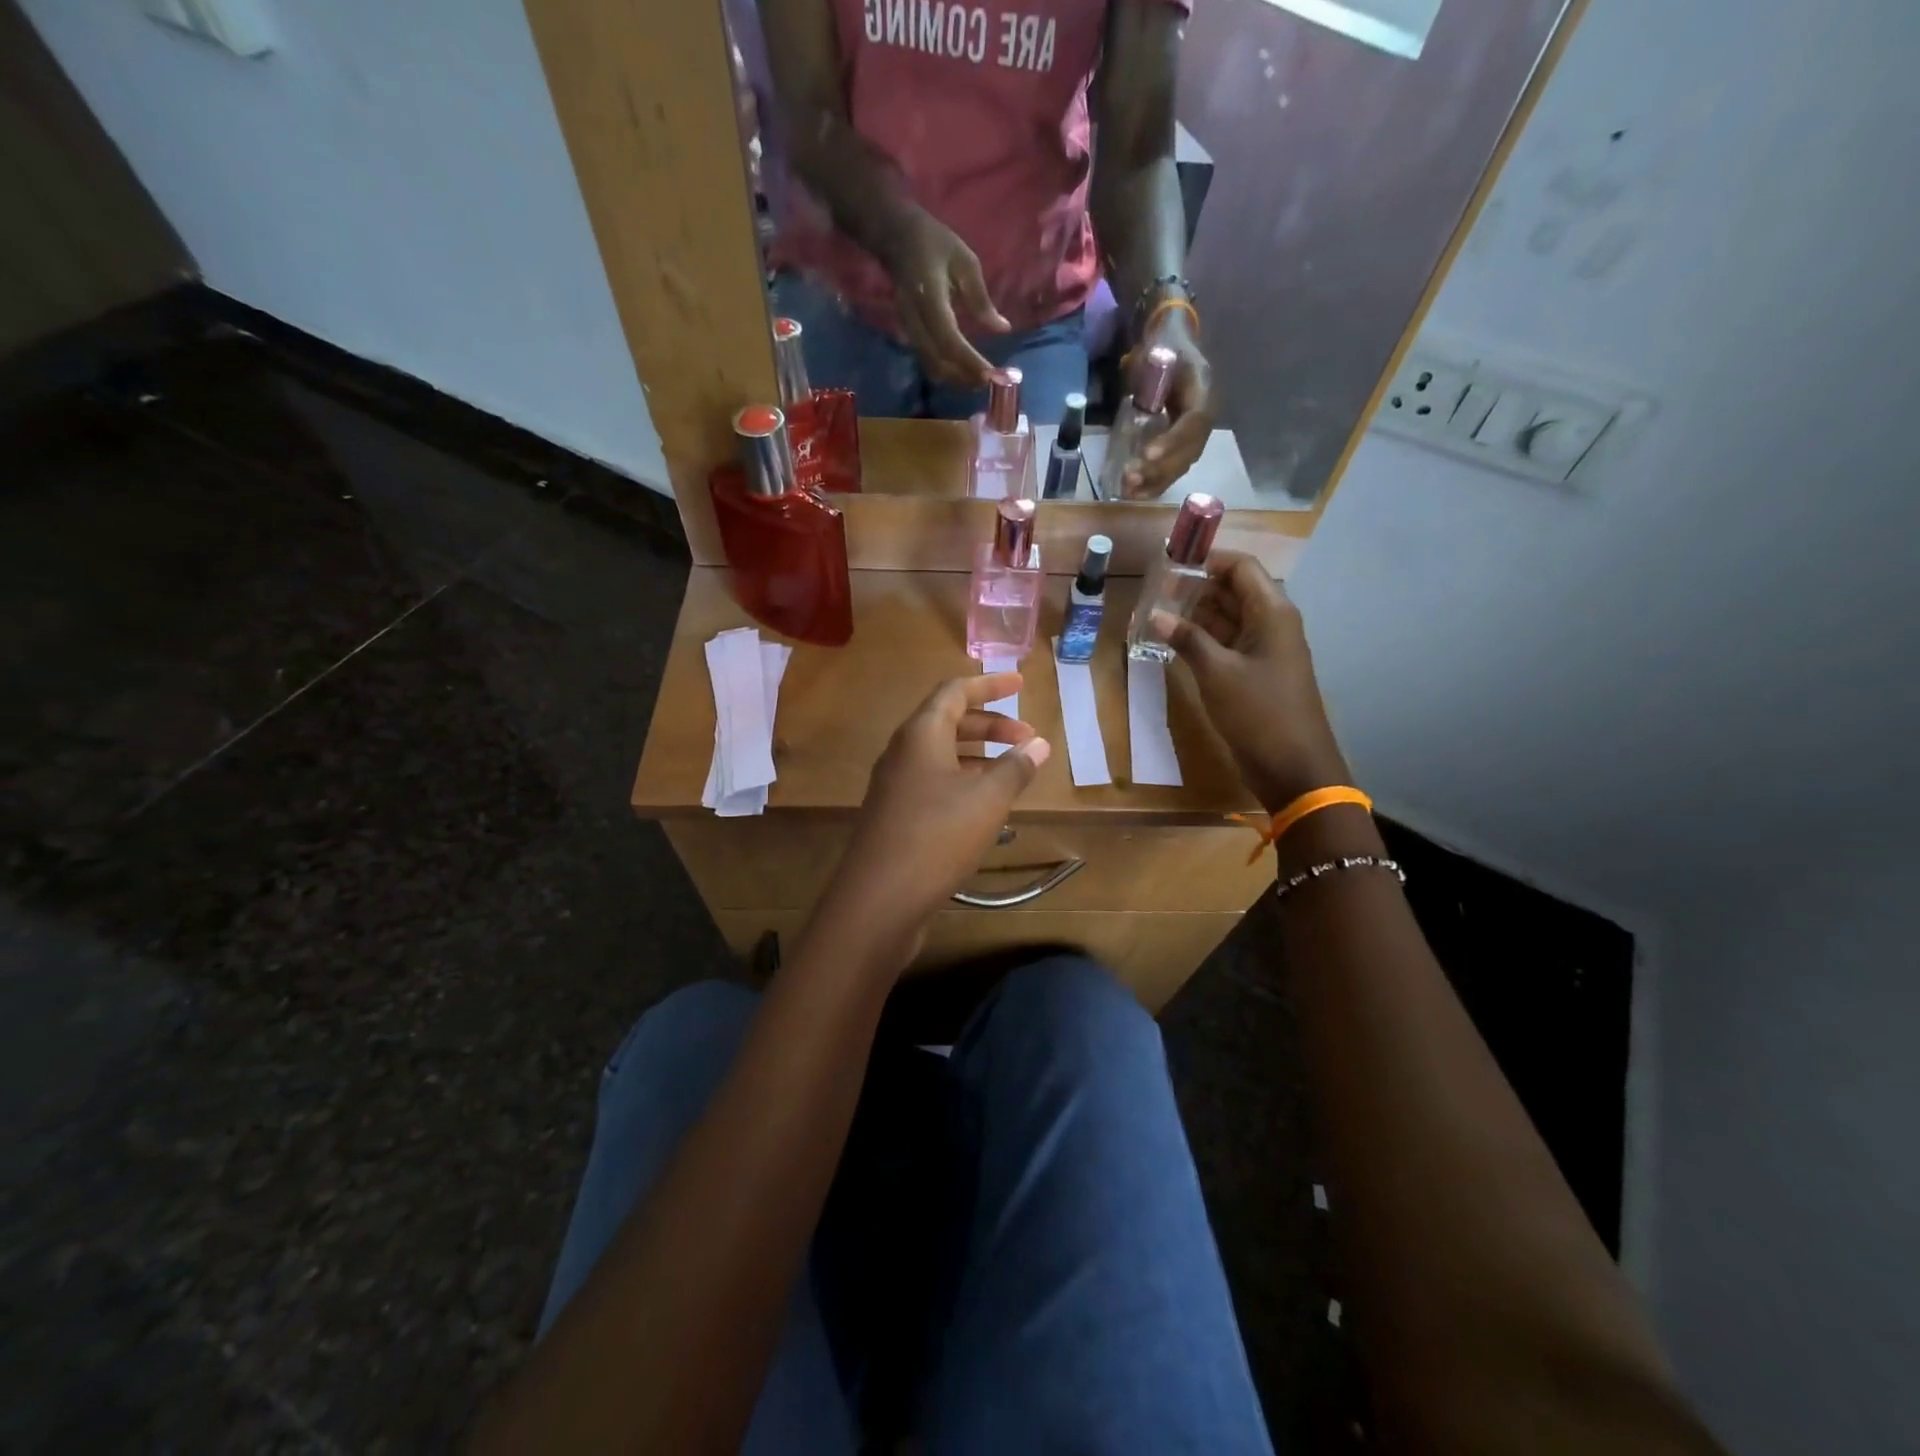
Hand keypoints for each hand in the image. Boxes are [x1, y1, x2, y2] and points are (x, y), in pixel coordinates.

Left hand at [821, 673, 1050, 961]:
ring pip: (941, 754)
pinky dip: (962, 781)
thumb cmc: (937, 837)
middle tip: (1027, 737)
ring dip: (978, 755)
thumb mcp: (987, 800)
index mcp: (920, 734)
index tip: (1021, 684)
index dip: (990, 684)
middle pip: (948, 721)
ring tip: (1012, 770)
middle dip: (990, 724)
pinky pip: (933, 782)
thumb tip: (1039, 744)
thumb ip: (1015, 768)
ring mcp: (894, 785)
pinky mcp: (895, 815)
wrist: (879, 899)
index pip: (955, 691)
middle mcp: (902, 752)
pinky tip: (984, 805)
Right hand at [881, 210, 1011, 386]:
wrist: (894, 236)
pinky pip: (928, 361)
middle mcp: (915, 320)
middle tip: (991, 380)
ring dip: (957, 378)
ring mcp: (909, 330)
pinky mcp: (909, 334)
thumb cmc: (933, 242)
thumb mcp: (965, 262)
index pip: (949, 341)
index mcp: (929, 298)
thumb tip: (1002, 328)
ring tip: (981, 378)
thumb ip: (981, 299)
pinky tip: (965, 369)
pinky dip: (948, 370)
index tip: (991, 374)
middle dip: (965, 377)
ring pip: (932, 366)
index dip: (969, 361)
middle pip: (939, 363)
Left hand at [1121, 311, 1213, 498]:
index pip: (1194, 423)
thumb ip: (1152, 362)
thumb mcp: (1161, 348)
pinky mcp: (1182, 449)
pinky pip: (1171, 471)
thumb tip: (1133, 369)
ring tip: (1128, 490)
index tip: (1148, 454)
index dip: (1173, 441)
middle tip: (1130, 478)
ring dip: (1154, 481)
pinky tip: (1132, 494)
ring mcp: (1195, 437)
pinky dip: (1153, 484)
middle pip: (1187, 452)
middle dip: (1158, 469)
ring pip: (1179, 466)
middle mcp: (1205, 420)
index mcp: (1204, 393)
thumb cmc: (1166, 349)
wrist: (1174, 352)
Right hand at [1155, 553, 1349, 810]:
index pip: (1240, 567)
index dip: (1207, 560)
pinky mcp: (1254, 673)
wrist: (1293, 767)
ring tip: (1156, 614)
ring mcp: (1264, 649)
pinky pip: (1227, 644)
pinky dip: (1202, 640)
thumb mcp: (1217, 673)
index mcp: (1272, 613)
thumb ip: (1187, 639)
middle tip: (1154, 592)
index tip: (1169, 565)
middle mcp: (1271, 623)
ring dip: (1195, 615)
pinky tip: (1172, 643)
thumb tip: (1156, 614)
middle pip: (1233, 590)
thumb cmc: (1259, 713)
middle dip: (1195, 587)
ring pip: (1227, 618)